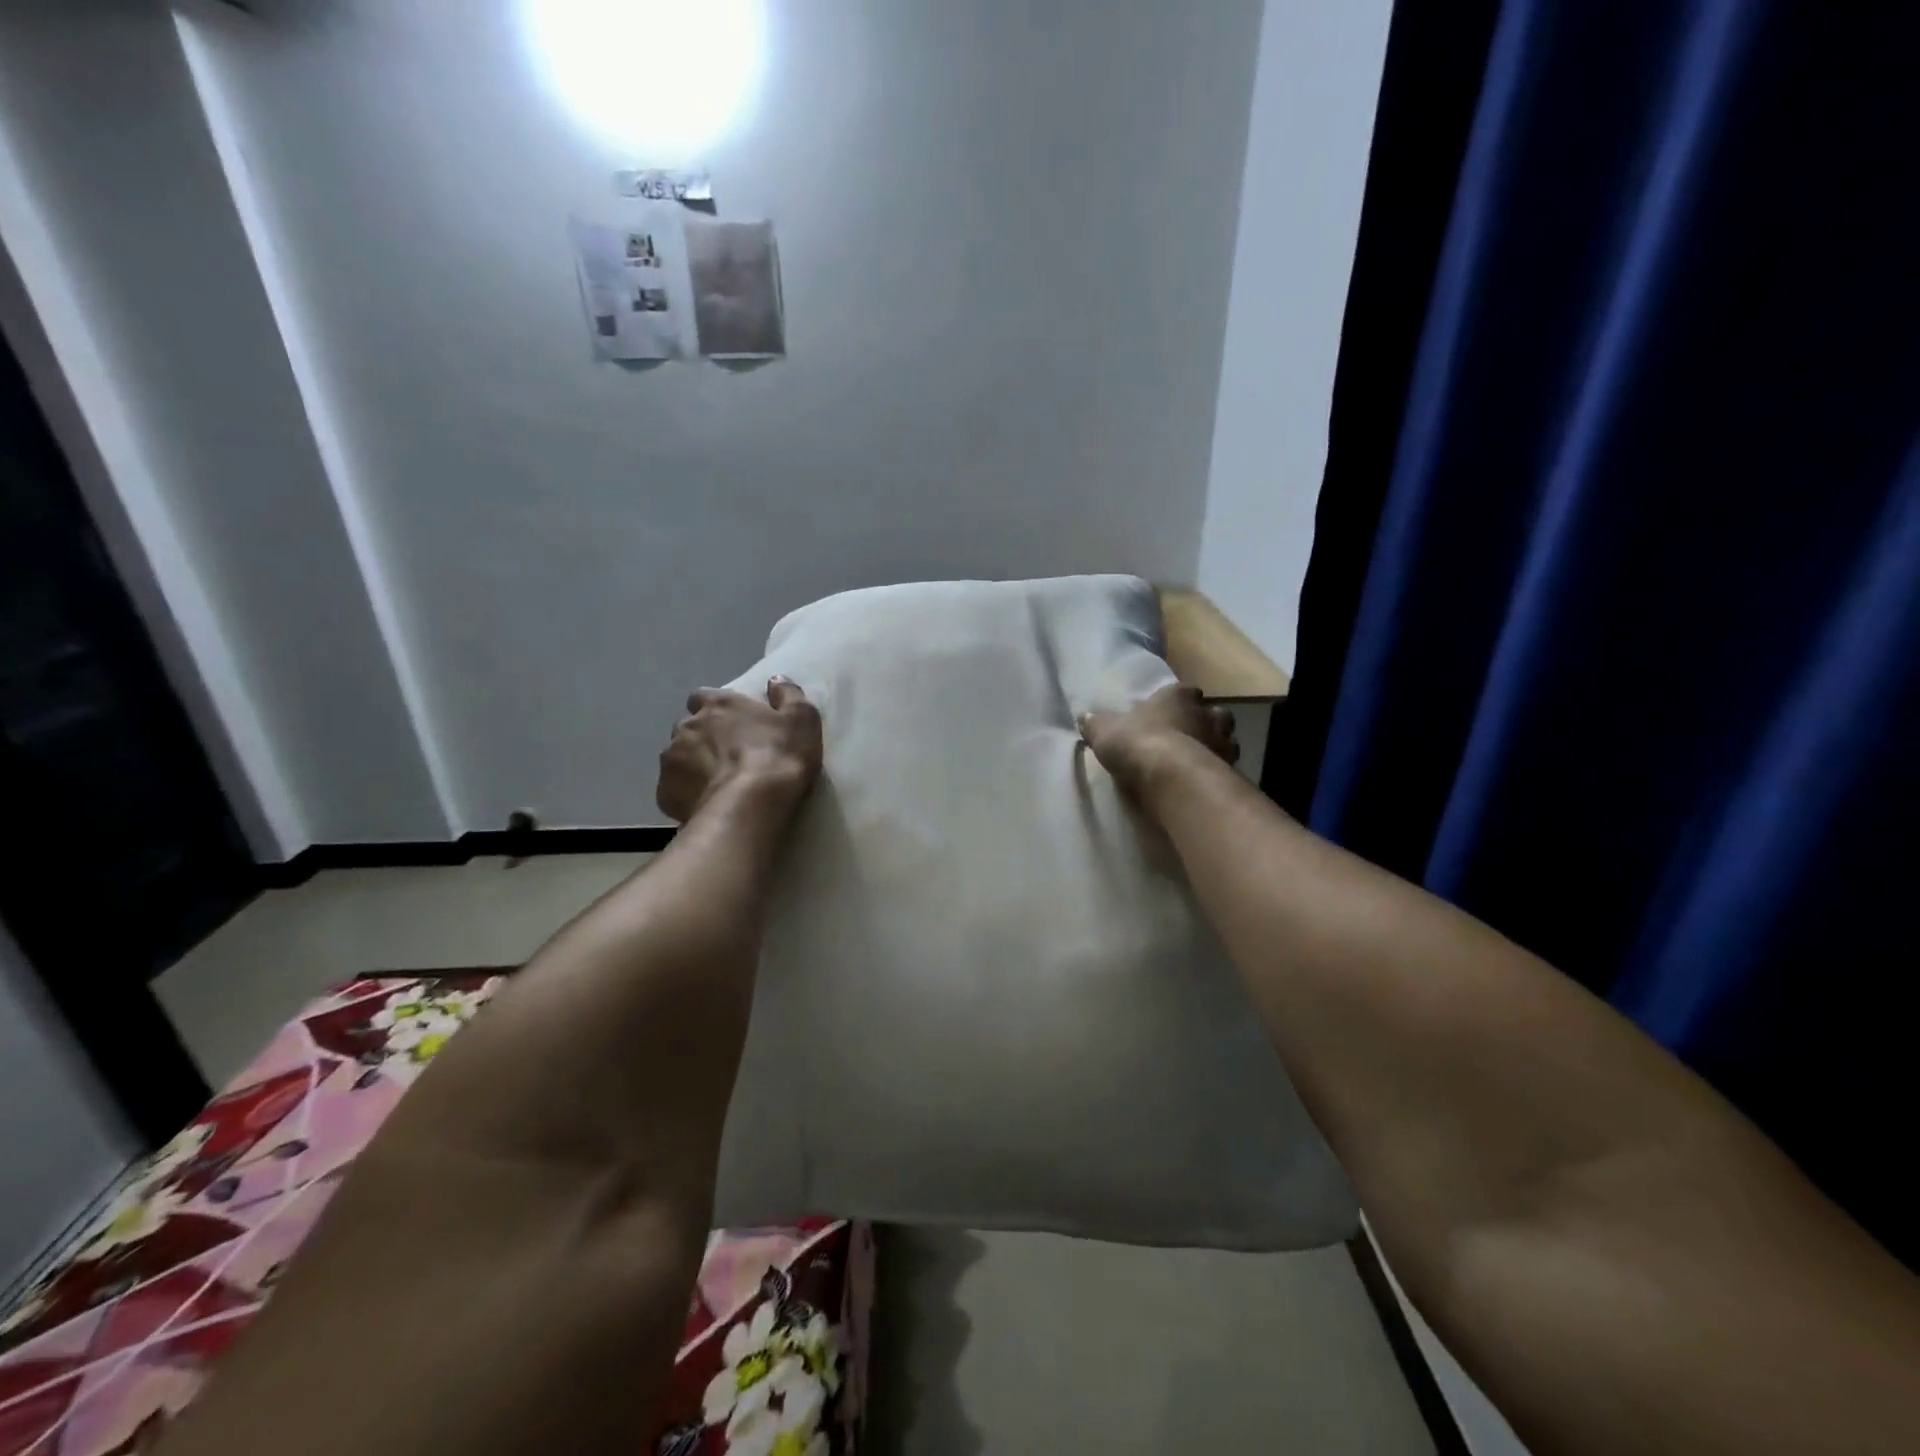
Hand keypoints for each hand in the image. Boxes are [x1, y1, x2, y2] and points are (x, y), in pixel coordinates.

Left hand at [656, 678, 823, 824]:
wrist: (750, 805)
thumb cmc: (778, 757)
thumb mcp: (801, 720)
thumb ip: (788, 695)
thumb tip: (776, 680)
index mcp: (718, 704)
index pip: (703, 697)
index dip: (715, 709)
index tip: (731, 722)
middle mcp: (688, 725)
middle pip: (689, 727)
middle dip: (702, 737)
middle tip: (726, 756)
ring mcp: (671, 759)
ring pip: (677, 757)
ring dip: (692, 765)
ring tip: (716, 784)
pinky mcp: (664, 791)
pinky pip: (672, 789)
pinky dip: (686, 793)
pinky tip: (706, 803)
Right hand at [1079, 684, 1238, 803]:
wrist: (1171, 778)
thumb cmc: (1137, 743)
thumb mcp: (1105, 731)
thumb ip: (1096, 723)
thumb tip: (1084, 716)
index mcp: (1179, 696)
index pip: (1185, 692)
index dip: (1177, 702)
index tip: (1167, 714)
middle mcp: (1208, 713)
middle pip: (1213, 714)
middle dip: (1204, 723)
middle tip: (1189, 738)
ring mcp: (1224, 742)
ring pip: (1226, 740)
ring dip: (1215, 749)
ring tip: (1197, 764)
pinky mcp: (1231, 770)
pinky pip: (1226, 769)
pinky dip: (1217, 774)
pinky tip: (1202, 784)